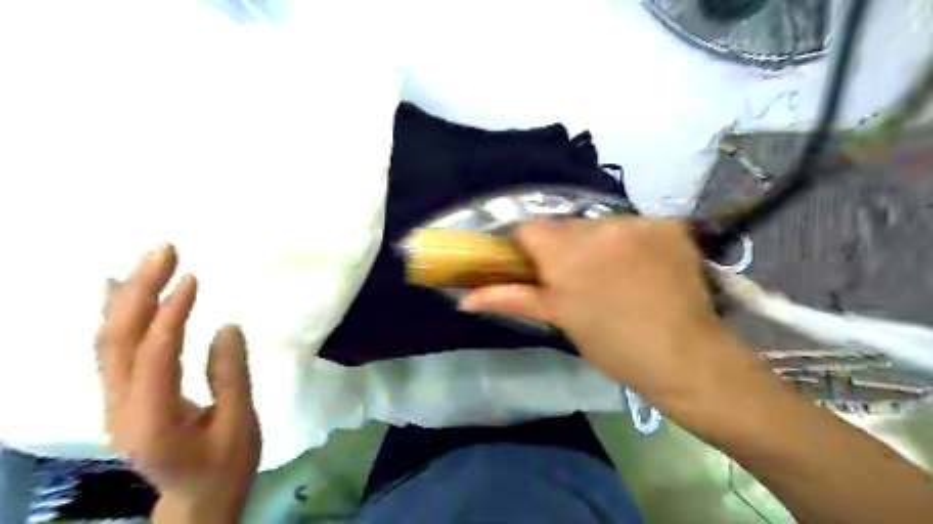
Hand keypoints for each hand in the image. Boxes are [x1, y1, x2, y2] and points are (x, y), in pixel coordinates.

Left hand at [95, 245, 256, 523]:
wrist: (197, 499)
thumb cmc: (226, 464)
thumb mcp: (240, 425)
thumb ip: (231, 377)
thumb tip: (226, 326)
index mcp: (154, 419)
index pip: (154, 356)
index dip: (170, 313)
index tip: (191, 277)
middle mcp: (121, 408)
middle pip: (116, 341)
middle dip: (139, 292)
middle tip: (164, 251)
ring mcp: (115, 403)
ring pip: (107, 343)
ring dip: (126, 297)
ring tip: (148, 261)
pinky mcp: (122, 397)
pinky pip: (110, 351)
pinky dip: (115, 315)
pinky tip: (116, 290)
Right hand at [460, 218, 748, 407]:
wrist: (686, 356)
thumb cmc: (614, 346)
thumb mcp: (559, 320)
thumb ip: (511, 298)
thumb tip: (463, 300)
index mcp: (564, 253)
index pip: (527, 229)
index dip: (524, 246)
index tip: (532, 266)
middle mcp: (597, 227)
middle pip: (564, 226)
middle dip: (563, 247)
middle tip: (575, 278)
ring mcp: (637, 222)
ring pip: (599, 225)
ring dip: (598, 243)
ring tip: (613, 274)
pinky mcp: (668, 224)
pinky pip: (635, 226)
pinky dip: (632, 242)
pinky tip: (644, 267)